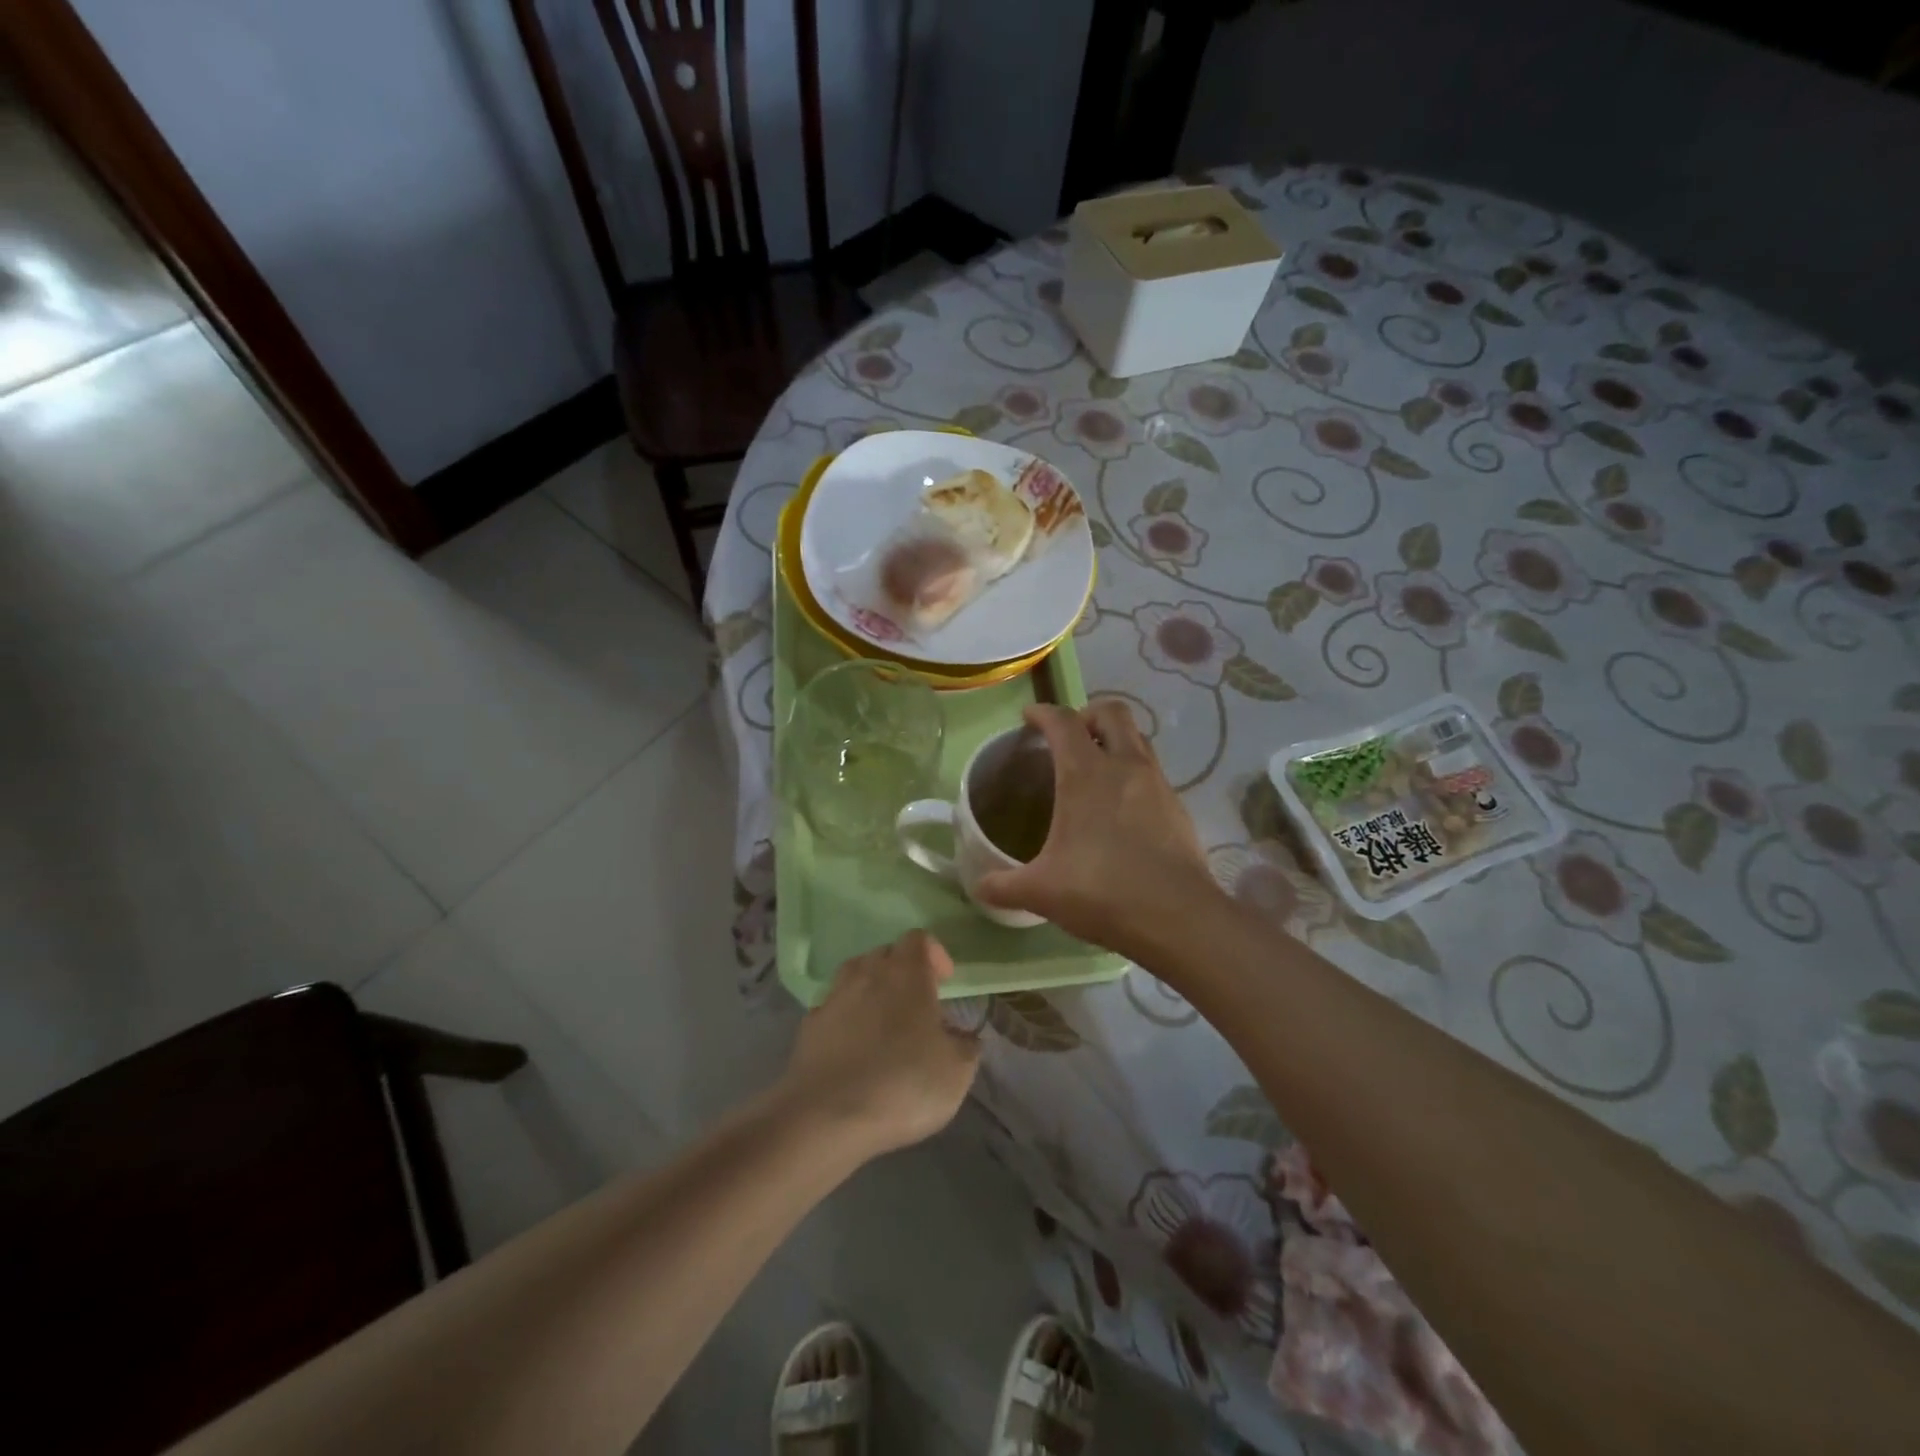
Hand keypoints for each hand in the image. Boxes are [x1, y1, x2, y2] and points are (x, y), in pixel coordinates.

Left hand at [778, 930, 980, 1157]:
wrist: (827, 1117)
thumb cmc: (903, 1084)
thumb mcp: (956, 1072)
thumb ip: (966, 1045)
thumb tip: (963, 1035)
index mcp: (906, 973)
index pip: (919, 939)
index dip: (935, 954)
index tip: (945, 983)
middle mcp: (867, 973)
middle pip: (886, 954)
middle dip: (903, 971)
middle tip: (918, 1005)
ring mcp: (833, 997)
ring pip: (855, 975)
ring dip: (872, 990)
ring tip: (884, 1023)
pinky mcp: (809, 1025)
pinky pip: (833, 1009)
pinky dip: (845, 1019)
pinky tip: (853, 1048)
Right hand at [975, 701, 1220, 960]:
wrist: (1178, 918)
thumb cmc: (1101, 892)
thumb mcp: (1041, 891)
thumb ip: (1003, 885)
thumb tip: (980, 885)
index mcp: (1086, 774)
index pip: (1063, 722)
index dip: (1043, 713)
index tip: (1028, 718)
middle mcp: (1126, 767)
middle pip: (1112, 713)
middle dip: (1087, 714)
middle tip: (1069, 737)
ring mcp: (1158, 785)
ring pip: (1138, 740)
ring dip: (1115, 741)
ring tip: (1096, 769)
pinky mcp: (1179, 809)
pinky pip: (1153, 774)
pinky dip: (1134, 776)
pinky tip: (1122, 810)